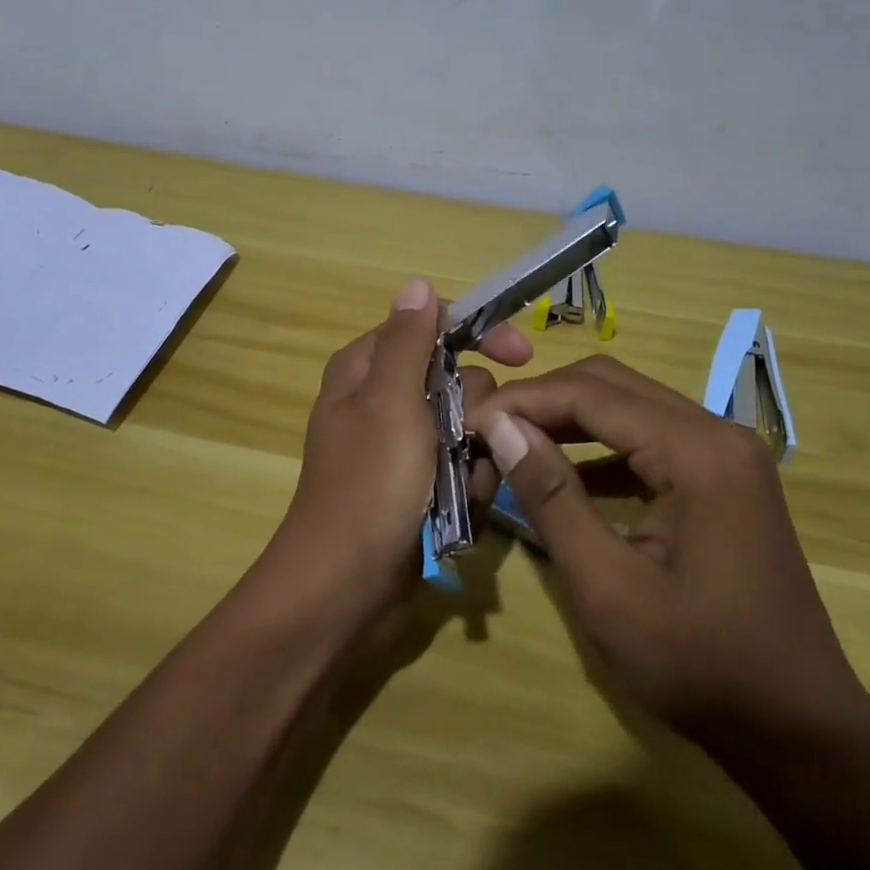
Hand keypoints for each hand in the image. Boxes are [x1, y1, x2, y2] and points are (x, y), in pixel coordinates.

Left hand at [264, 278, 531, 628]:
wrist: (347, 587)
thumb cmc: (369, 483)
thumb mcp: (390, 401)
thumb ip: (408, 340)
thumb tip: (417, 283)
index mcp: (367, 368)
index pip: (432, 326)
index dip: (477, 334)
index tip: (522, 354)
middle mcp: (383, 399)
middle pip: (459, 379)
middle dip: (478, 412)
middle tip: (469, 439)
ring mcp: (403, 446)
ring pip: (469, 428)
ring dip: (477, 457)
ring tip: (460, 487)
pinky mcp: (418, 486)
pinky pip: (463, 469)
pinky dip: (470, 487)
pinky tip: (460, 512)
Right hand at [473, 356, 869, 758]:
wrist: (801, 732)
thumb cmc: (700, 666)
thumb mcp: (607, 588)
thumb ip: (550, 497)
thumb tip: (501, 427)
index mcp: (697, 451)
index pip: (591, 393)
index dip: (524, 400)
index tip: (471, 422)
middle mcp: (717, 432)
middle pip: (611, 384)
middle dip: (544, 400)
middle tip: (490, 432)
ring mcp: (726, 452)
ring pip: (629, 405)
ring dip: (569, 419)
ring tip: (515, 447)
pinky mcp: (724, 476)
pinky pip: (651, 438)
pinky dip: (602, 447)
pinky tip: (567, 478)